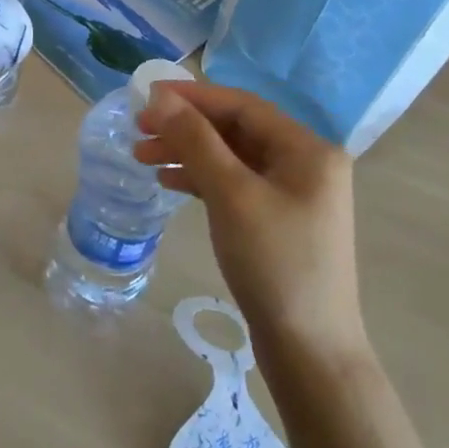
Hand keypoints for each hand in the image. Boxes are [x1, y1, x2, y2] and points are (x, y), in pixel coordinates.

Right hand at [136, 81, 365, 364]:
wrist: (309, 350)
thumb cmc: (274, 263)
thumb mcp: (231, 194)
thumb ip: (195, 140)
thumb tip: (160, 96)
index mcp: (307, 149)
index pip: (242, 105)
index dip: (193, 97)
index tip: (146, 97)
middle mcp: (305, 164)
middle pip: (235, 129)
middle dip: (185, 127)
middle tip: (138, 130)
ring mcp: (293, 194)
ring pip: (231, 157)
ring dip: (187, 152)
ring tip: (142, 157)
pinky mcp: (278, 220)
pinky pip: (234, 183)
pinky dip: (201, 179)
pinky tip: (169, 183)